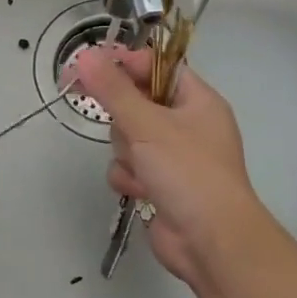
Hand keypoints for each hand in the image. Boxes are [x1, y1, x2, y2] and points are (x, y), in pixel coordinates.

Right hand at [71, 45, 265, 283]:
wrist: (211, 242)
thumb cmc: (188, 172)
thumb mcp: (148, 124)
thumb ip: (113, 89)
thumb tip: (85, 55)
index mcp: (197, 100)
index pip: (157, 67)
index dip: (125, 64)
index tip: (90, 65)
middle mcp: (187, 125)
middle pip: (137, 103)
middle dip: (124, 120)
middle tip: (116, 121)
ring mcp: (173, 157)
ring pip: (127, 138)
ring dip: (126, 153)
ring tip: (140, 168)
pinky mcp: (160, 184)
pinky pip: (129, 167)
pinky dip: (129, 178)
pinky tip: (139, 191)